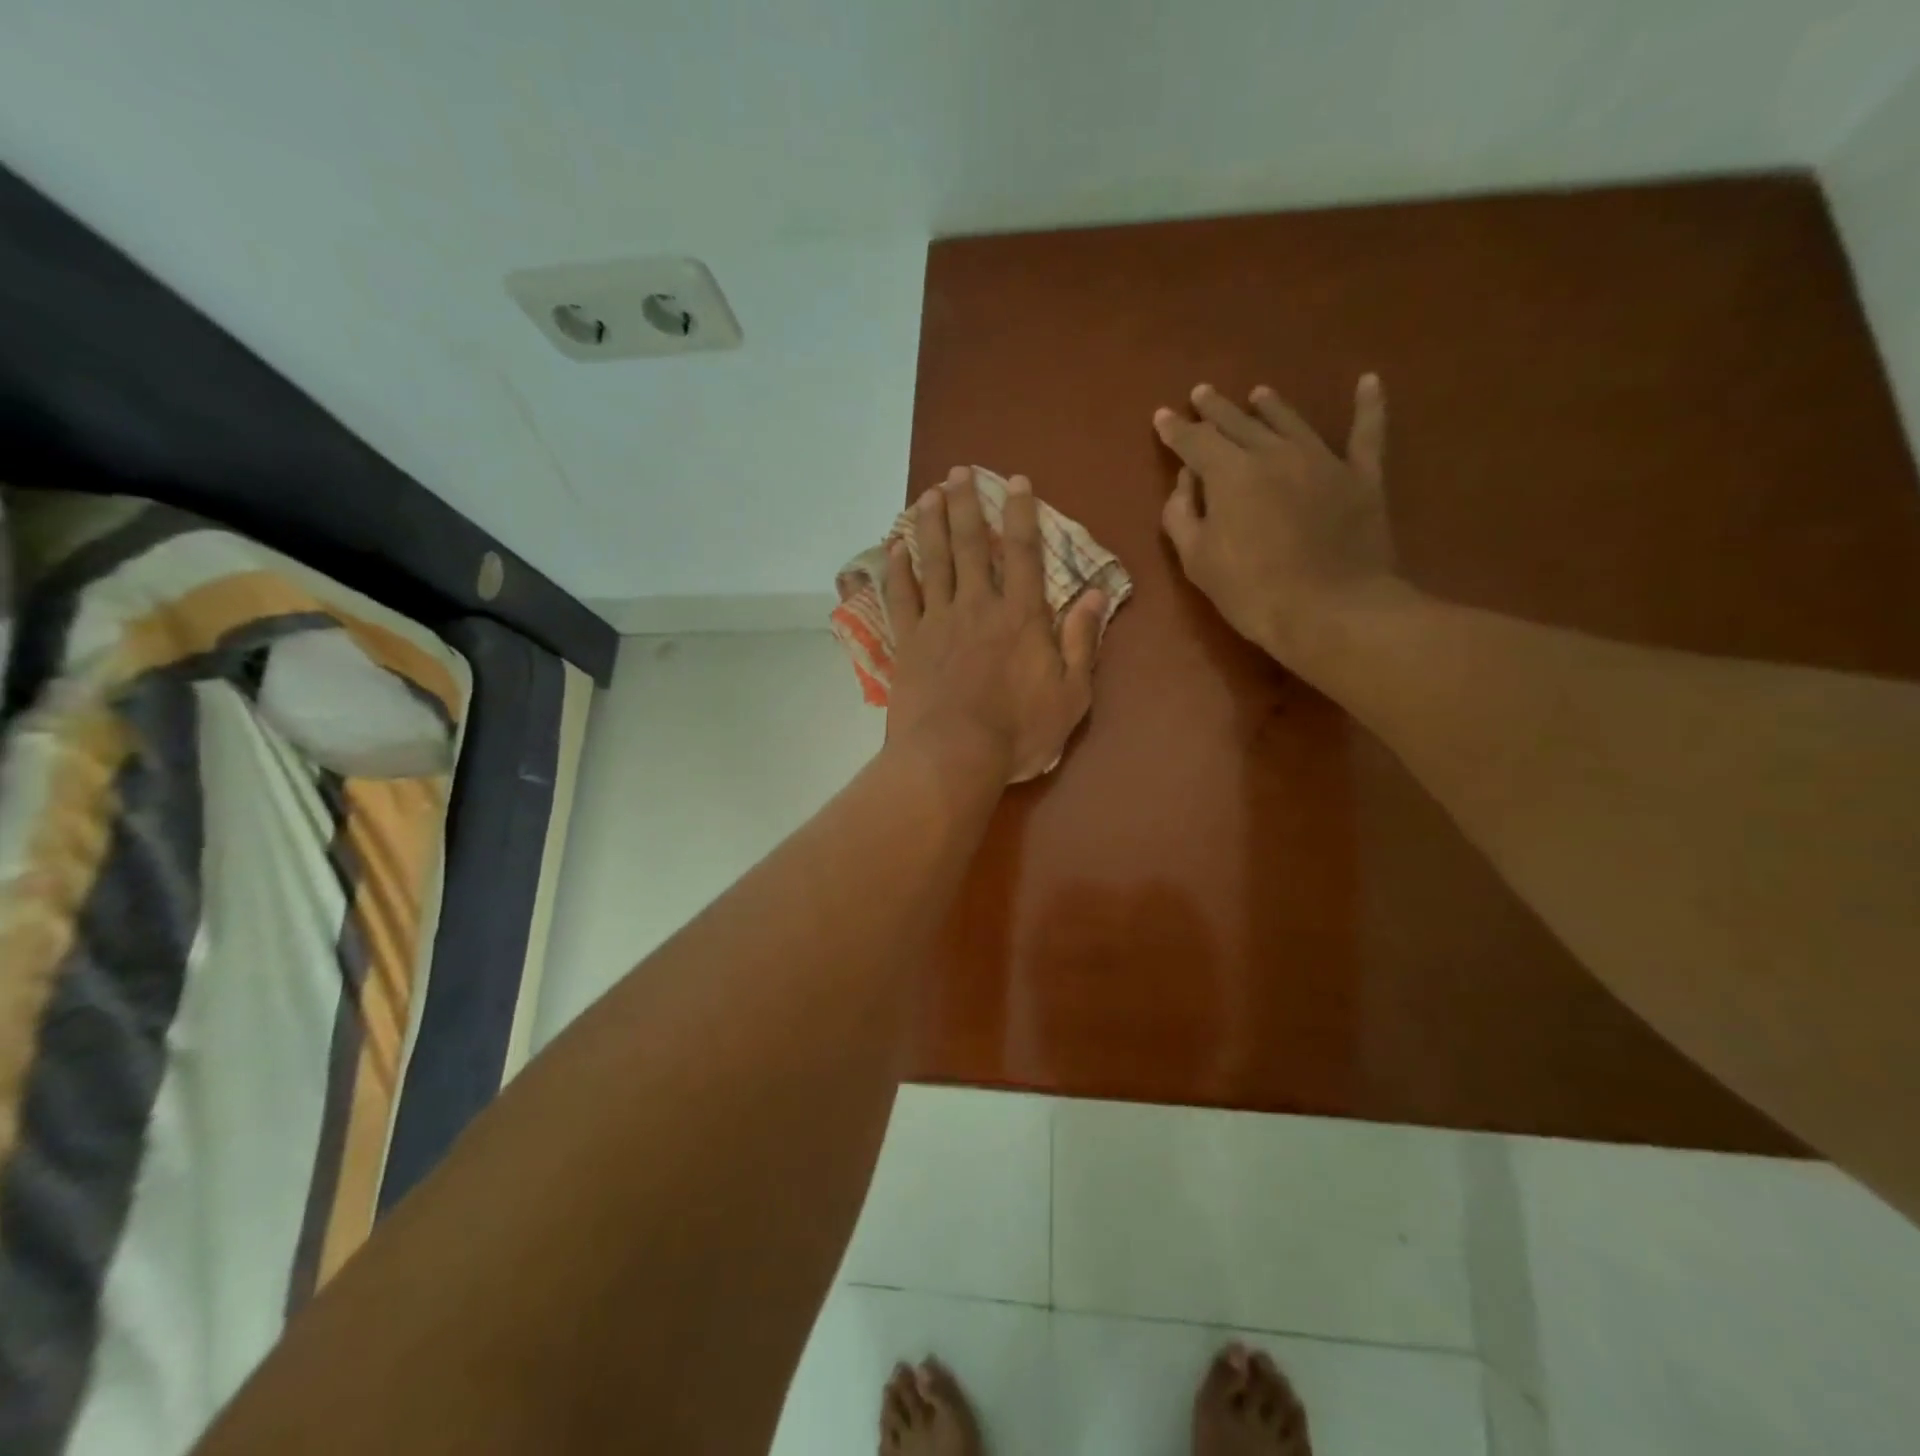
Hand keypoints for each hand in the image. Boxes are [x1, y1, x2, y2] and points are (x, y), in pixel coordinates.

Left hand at [885, 467, 1106, 784]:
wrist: (952, 757)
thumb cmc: (1018, 732)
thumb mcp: (1071, 694)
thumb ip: (1082, 642)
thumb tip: (1096, 594)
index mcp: (1021, 616)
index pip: (1023, 552)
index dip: (1020, 513)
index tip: (1015, 481)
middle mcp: (977, 606)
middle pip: (970, 545)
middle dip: (966, 504)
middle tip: (958, 472)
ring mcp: (937, 621)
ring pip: (932, 561)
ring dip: (930, 524)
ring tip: (928, 493)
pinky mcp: (907, 643)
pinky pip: (900, 597)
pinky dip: (896, 570)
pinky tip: (893, 548)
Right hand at [1154, 375, 1402, 669]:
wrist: (1330, 610)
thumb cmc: (1251, 591)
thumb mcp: (1197, 560)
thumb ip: (1181, 514)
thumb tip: (1185, 480)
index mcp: (1229, 473)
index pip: (1195, 441)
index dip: (1176, 429)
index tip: (1162, 416)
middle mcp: (1274, 453)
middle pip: (1239, 423)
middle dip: (1216, 409)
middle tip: (1202, 393)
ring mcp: (1322, 460)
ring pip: (1290, 421)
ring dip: (1270, 406)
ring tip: (1258, 393)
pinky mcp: (1361, 476)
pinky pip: (1366, 433)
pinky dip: (1369, 405)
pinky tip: (1369, 381)